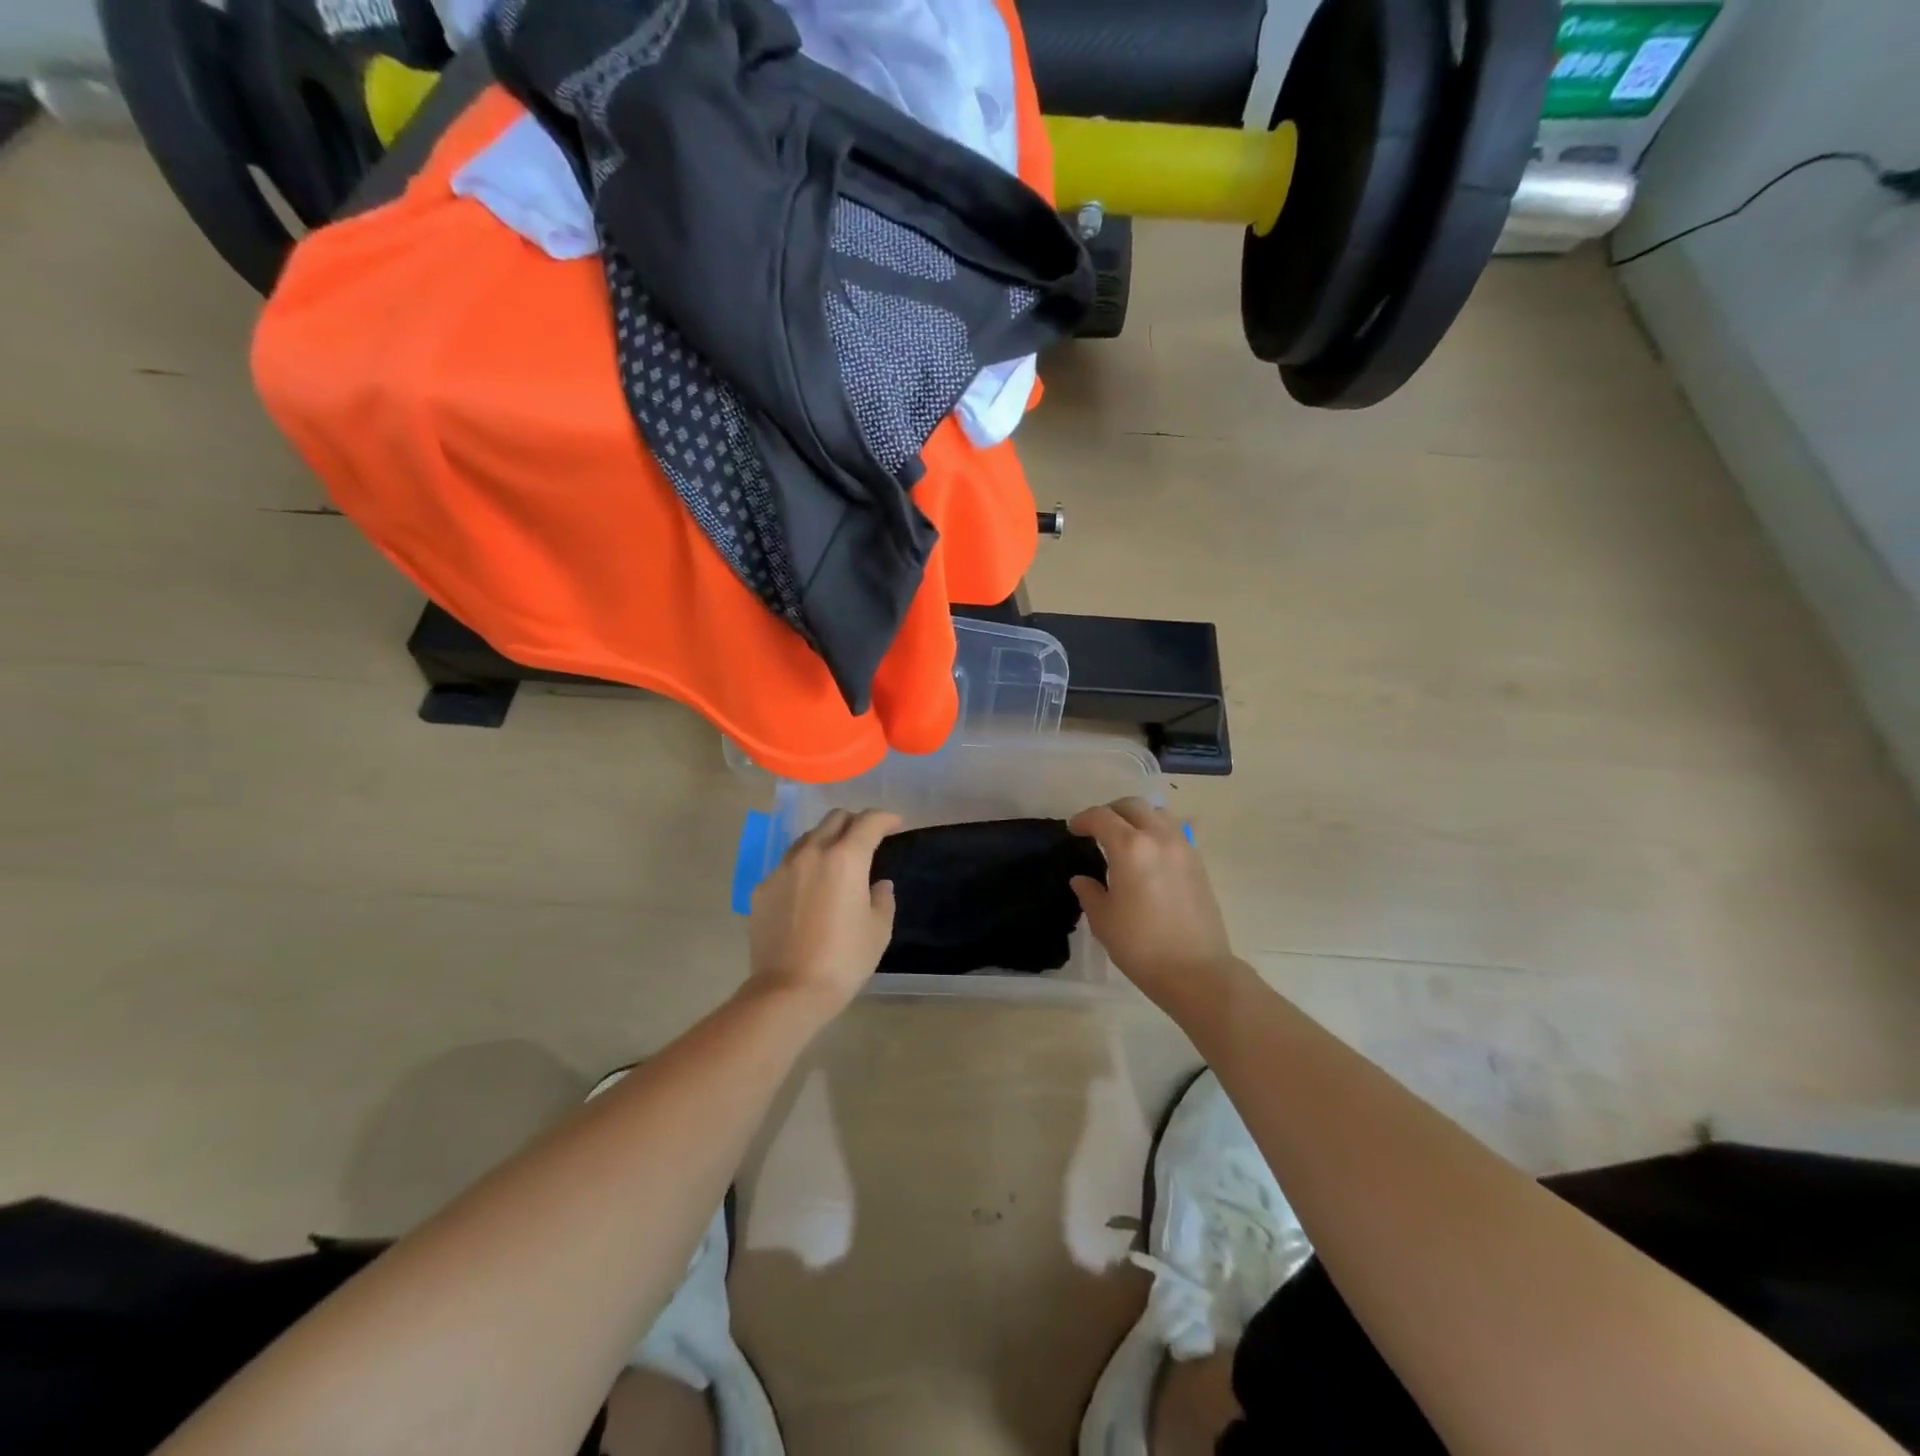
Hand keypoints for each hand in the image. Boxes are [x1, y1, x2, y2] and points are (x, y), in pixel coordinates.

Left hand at [748, 808, 900, 1018]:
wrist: (788, 991)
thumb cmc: (844, 960)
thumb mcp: (878, 930)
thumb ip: (882, 898)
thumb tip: (877, 885)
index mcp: (846, 859)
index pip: (868, 821)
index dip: (885, 818)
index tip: (895, 824)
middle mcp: (812, 853)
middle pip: (835, 819)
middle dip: (855, 822)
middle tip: (867, 839)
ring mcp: (782, 869)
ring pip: (808, 837)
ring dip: (827, 840)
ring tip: (836, 861)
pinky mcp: (763, 888)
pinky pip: (788, 864)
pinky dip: (804, 866)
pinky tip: (809, 889)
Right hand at [1069, 798, 1234, 1003]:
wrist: (1196, 971)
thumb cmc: (1141, 946)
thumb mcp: (1103, 921)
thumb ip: (1090, 892)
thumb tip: (1082, 880)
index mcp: (1130, 848)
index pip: (1102, 817)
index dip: (1084, 819)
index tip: (1074, 830)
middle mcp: (1159, 838)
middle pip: (1133, 806)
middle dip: (1111, 811)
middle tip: (1097, 829)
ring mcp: (1184, 848)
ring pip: (1159, 814)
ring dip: (1138, 818)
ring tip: (1126, 838)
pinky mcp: (1199, 863)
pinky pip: (1175, 832)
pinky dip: (1158, 832)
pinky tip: (1150, 855)